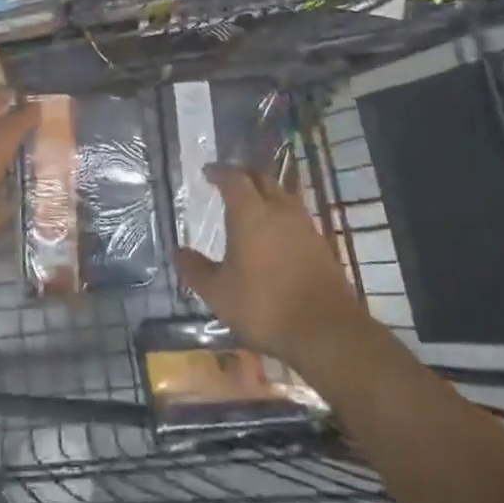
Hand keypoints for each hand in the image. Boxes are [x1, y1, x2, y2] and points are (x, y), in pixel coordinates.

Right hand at [175, 165, 369, 368]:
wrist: (325, 330)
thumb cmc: (264, 306)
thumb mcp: (218, 293)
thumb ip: (196, 270)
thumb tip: (178, 251)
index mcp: (250, 212)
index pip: (233, 178)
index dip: (219, 172)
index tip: (208, 172)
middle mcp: (278, 209)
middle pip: (262, 178)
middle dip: (244, 175)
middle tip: (230, 182)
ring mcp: (304, 224)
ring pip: (283, 194)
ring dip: (267, 192)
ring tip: (254, 204)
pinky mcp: (321, 243)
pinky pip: (297, 216)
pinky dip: (282, 215)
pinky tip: (277, 233)